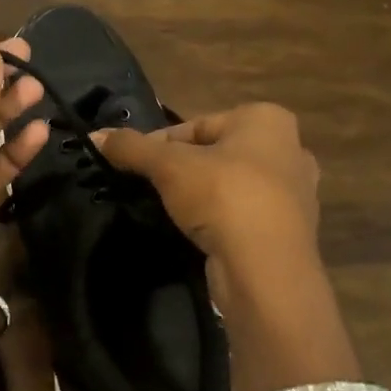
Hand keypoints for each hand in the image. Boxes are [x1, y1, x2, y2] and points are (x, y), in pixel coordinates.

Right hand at [98, 103, 321, 295]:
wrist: (266, 271)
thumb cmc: (222, 197)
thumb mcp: (168, 166)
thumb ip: (131, 147)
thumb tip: (94, 135)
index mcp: (266, 119)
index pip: (196, 125)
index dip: (159, 145)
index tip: (133, 165)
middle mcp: (289, 148)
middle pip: (214, 154)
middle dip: (182, 170)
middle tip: (151, 189)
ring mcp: (296, 193)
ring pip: (231, 186)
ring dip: (201, 198)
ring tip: (170, 214)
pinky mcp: (290, 231)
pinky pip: (244, 216)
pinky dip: (221, 222)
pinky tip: (198, 235)